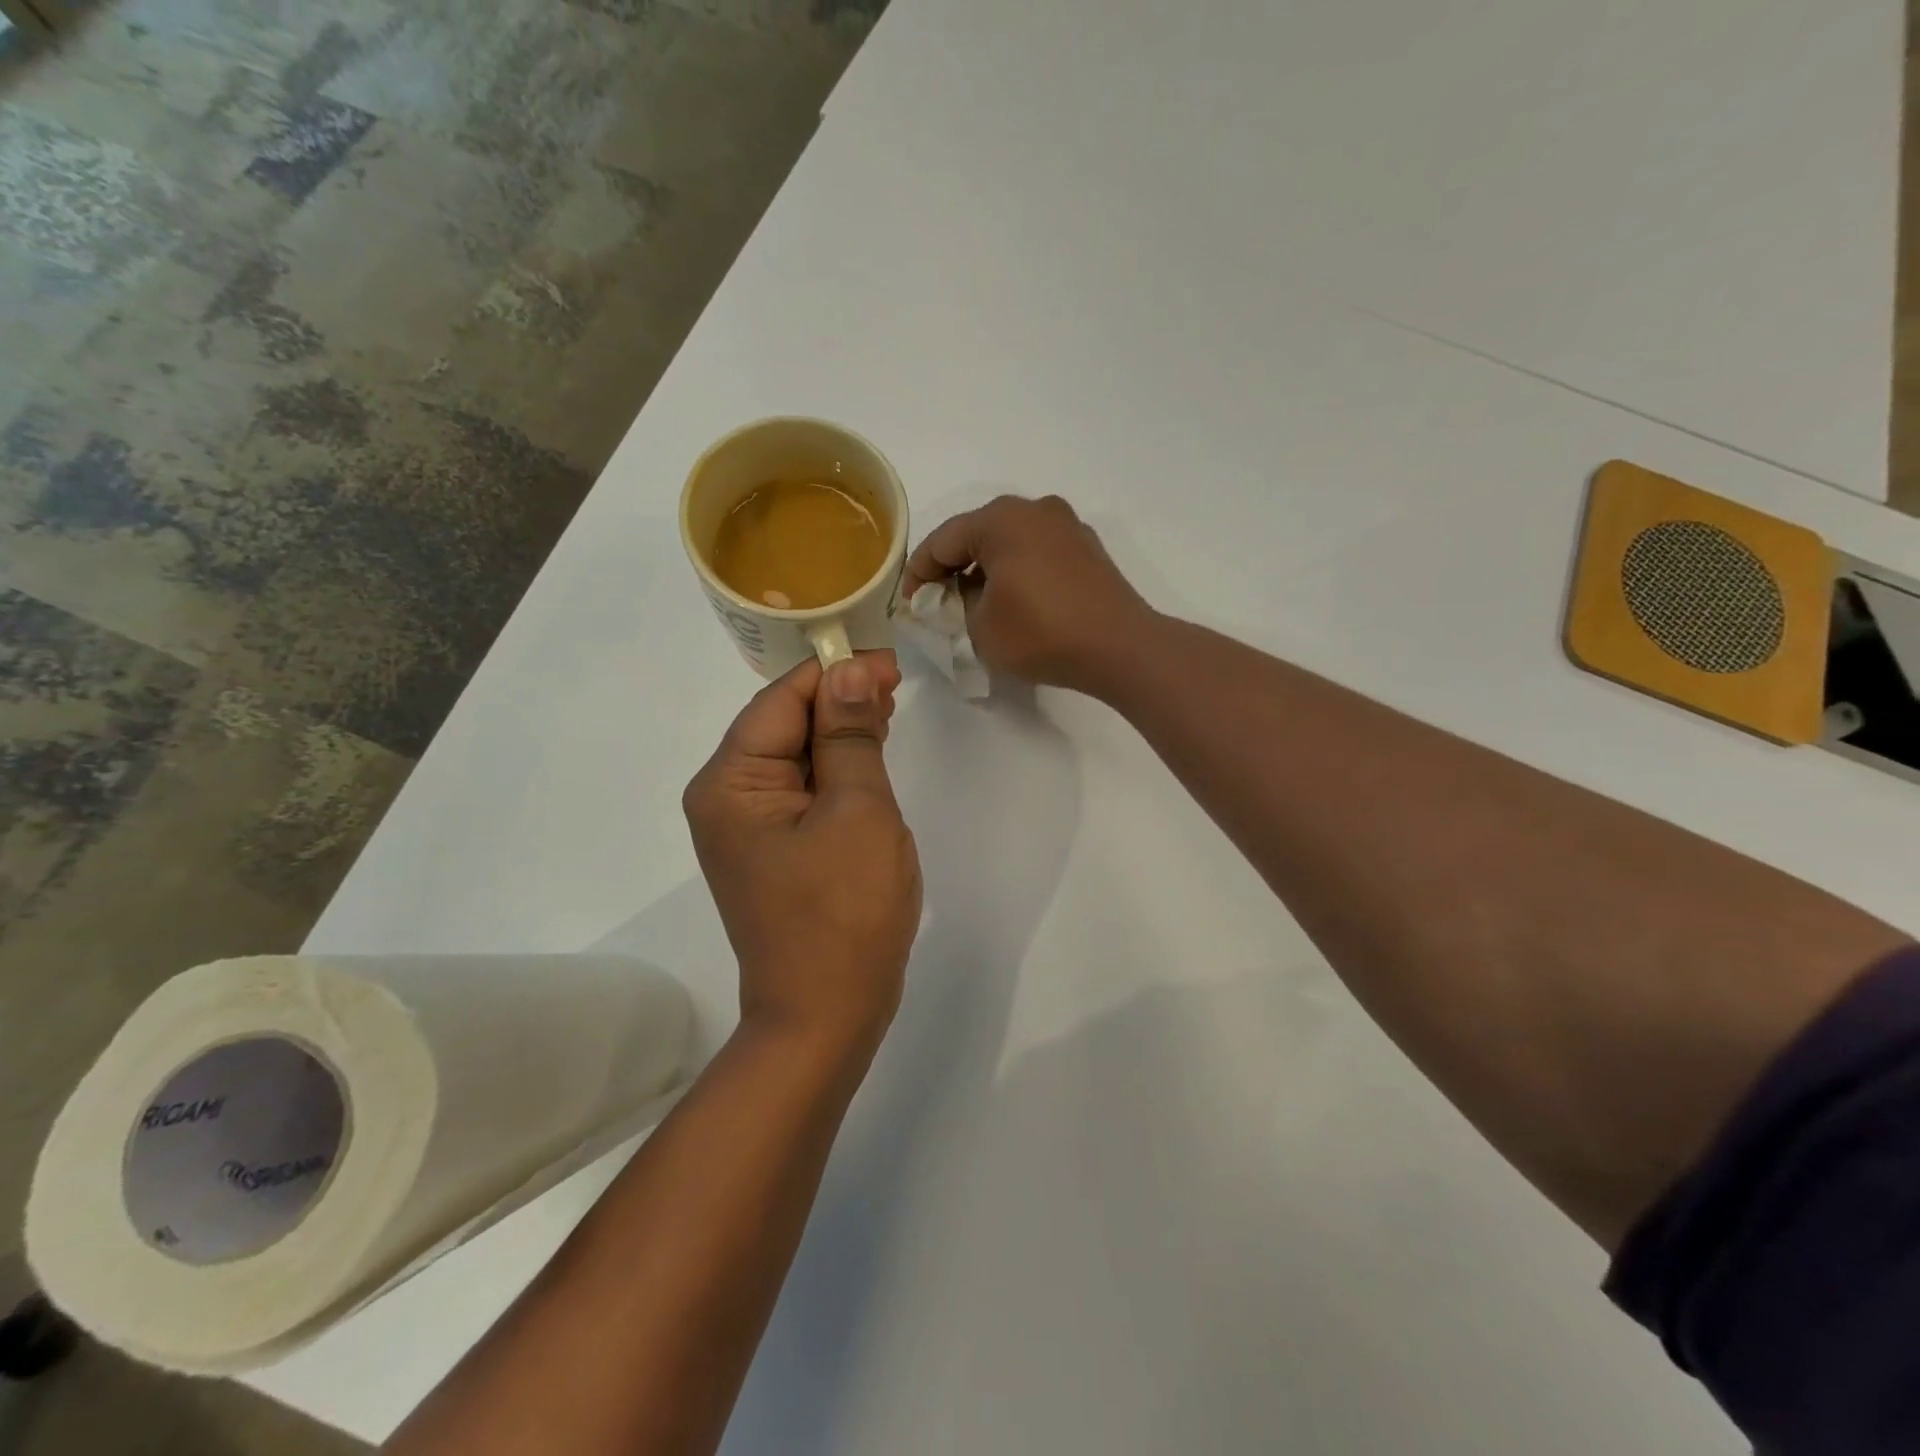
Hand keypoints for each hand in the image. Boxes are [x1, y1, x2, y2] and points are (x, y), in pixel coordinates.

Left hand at [684, 653, 921, 1057]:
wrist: (825, 1015)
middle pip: (783, 724)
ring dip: (839, 731)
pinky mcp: (771, 848)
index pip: (781, 700)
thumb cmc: (845, 912)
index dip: (835, 673)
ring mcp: (746, 827)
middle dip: (837, 700)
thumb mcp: (858, 811)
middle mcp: (725, 798)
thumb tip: (848, 672)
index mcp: (731, 783)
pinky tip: (866, 755)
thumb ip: (849, 736)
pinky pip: (802, 790)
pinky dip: (835, 769)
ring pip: (795, 755)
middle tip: (895, 685)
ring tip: (886, 711)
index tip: (889, 663)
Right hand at [902, 495, 1153, 695]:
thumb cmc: (1041, 634)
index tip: (910, 603)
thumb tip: (966, 593)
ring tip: (975, 603)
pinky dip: (1018, 569)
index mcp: (1000, 520)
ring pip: (1009, 541)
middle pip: (977, 534)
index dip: (919, 574)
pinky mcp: (1087, 547)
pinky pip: (1037, 551)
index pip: (942, 541)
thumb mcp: (981, 627)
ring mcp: (1066, 525)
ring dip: (986, 568)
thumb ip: (959, 604)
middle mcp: (1034, 509)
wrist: (1120, 647)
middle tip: (939, 602)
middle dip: (953, 567)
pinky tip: (1015, 599)